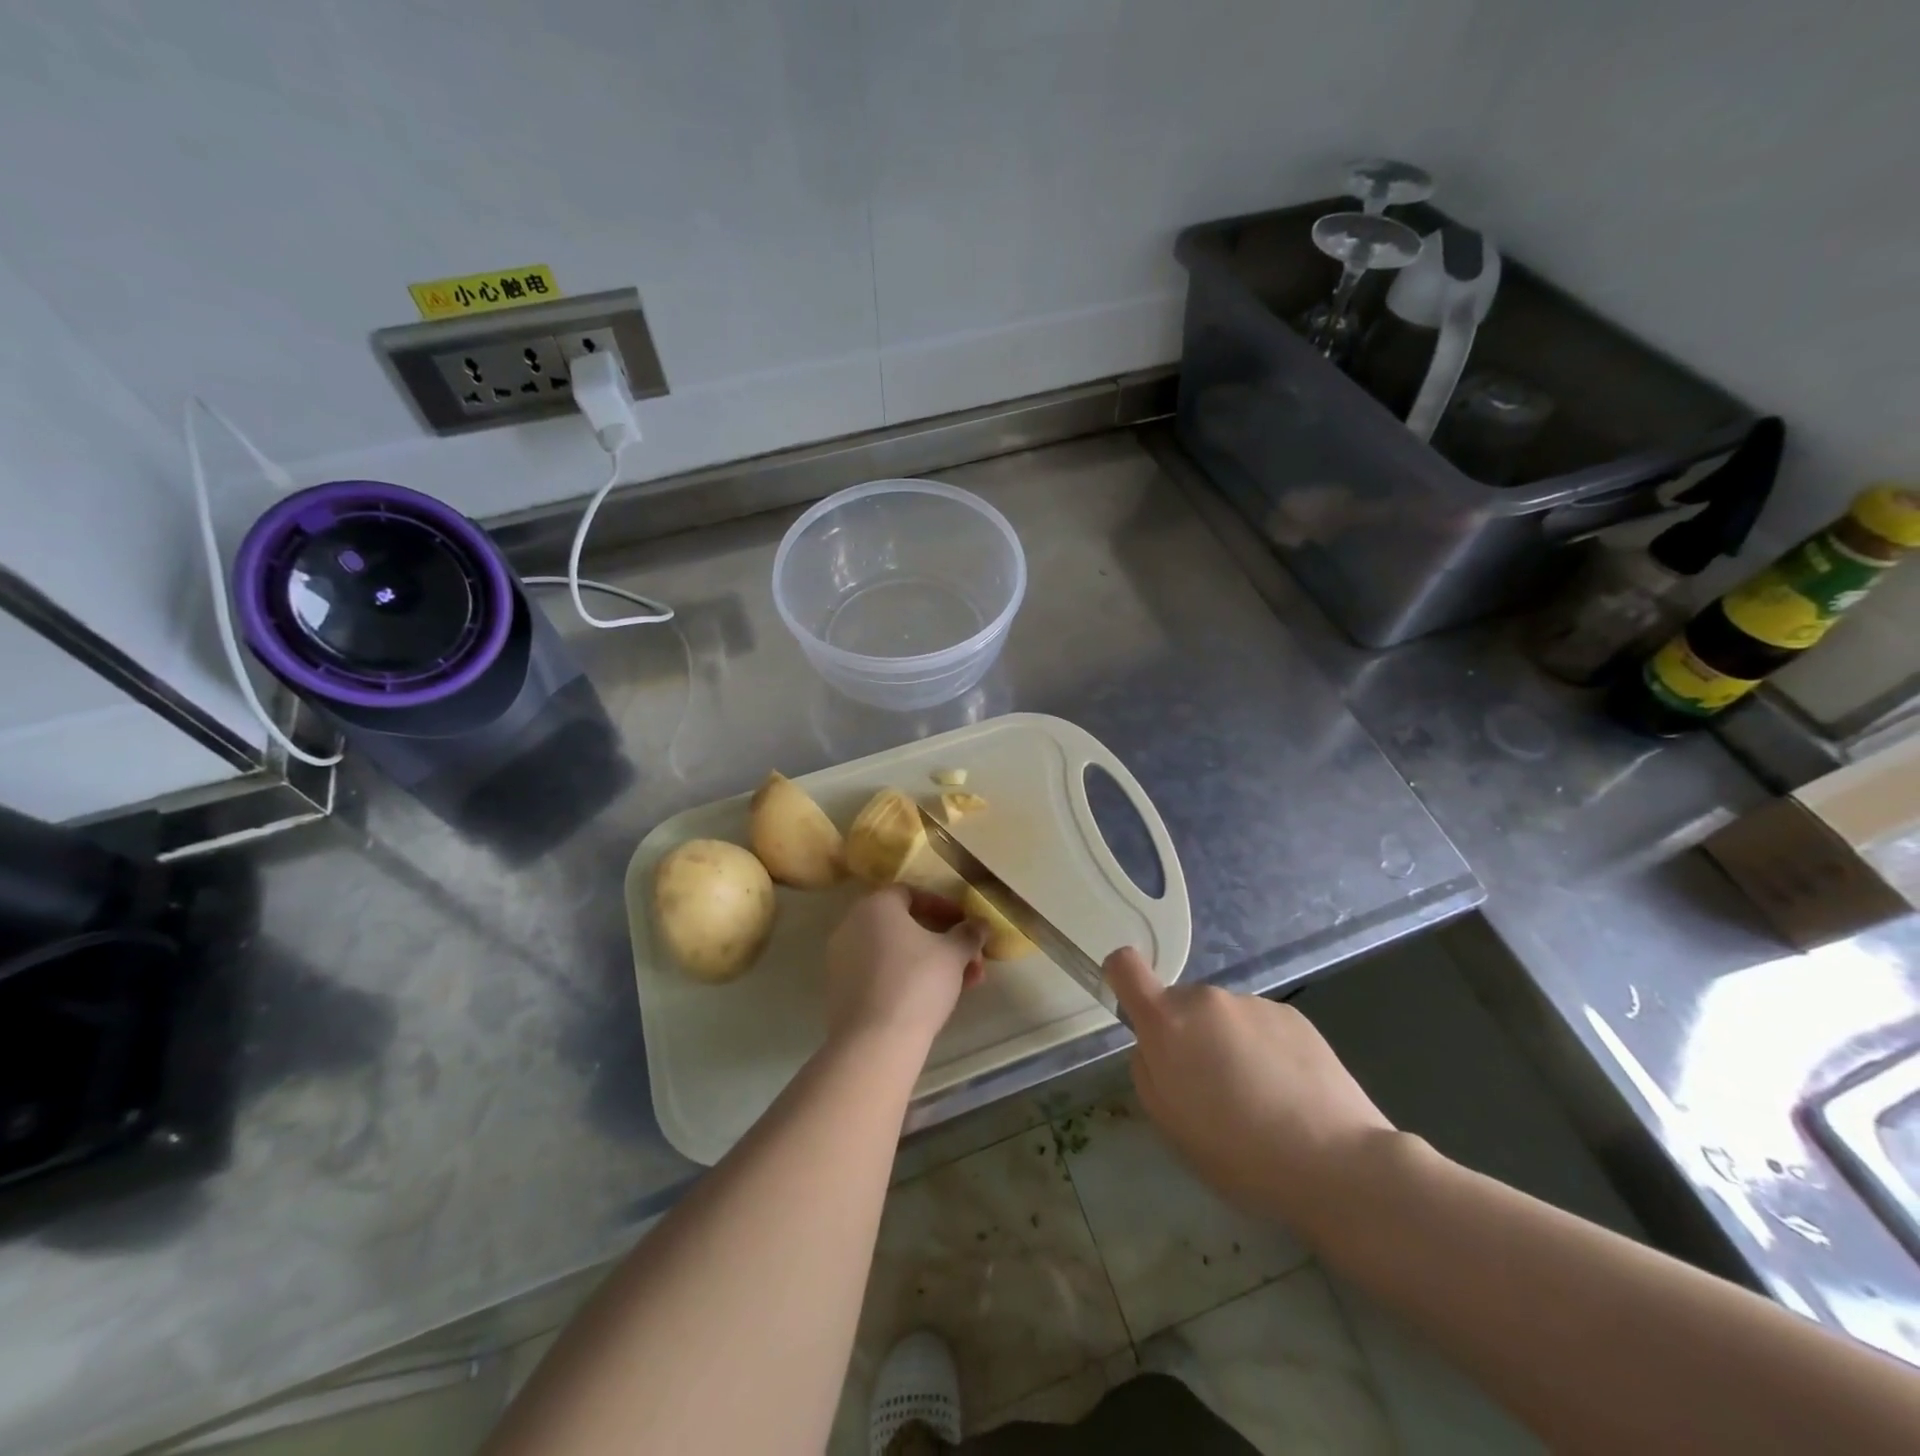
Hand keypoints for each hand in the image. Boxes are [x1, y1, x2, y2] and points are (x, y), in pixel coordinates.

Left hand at [824, 886, 985, 1049]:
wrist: (874, 1042)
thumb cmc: (917, 983)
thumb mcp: (953, 954)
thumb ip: (969, 934)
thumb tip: (980, 924)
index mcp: (876, 906)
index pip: (911, 893)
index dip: (943, 907)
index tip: (965, 925)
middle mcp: (852, 925)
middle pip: (905, 926)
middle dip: (943, 942)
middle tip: (971, 960)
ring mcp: (842, 960)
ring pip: (896, 953)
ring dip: (931, 963)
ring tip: (964, 985)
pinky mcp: (841, 991)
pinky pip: (881, 974)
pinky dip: (907, 979)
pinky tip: (935, 1000)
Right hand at [1105, 947, 1395, 1235]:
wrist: (1337, 1162)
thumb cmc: (1238, 1151)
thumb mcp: (1169, 1123)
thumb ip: (1149, 1071)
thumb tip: (1157, 1048)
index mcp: (1167, 1022)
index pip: (1125, 966)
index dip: (1121, 979)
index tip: (1135, 1012)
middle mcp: (1206, 998)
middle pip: (1181, 1006)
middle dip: (1188, 1037)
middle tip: (1213, 1091)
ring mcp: (1253, 1003)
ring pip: (1224, 1019)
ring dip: (1229, 1045)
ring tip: (1261, 1100)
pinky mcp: (1294, 1015)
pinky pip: (1262, 1027)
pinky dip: (1266, 1051)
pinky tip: (1290, 1094)